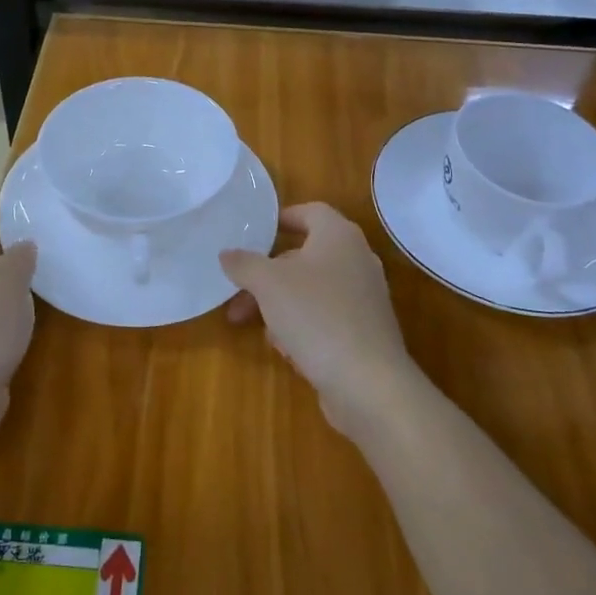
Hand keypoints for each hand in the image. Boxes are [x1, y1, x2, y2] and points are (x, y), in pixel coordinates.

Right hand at [221, 202, 419, 437]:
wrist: (368, 382)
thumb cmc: (316, 316)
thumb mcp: (268, 284)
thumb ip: (245, 264)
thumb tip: (227, 254)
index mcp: (339, 236)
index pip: (311, 211)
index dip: (283, 218)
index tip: (257, 232)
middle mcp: (357, 260)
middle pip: (305, 257)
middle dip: (267, 275)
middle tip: (238, 295)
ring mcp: (364, 298)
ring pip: (312, 290)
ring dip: (281, 305)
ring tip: (257, 329)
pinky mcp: (365, 331)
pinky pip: (326, 318)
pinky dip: (303, 326)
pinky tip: (287, 350)